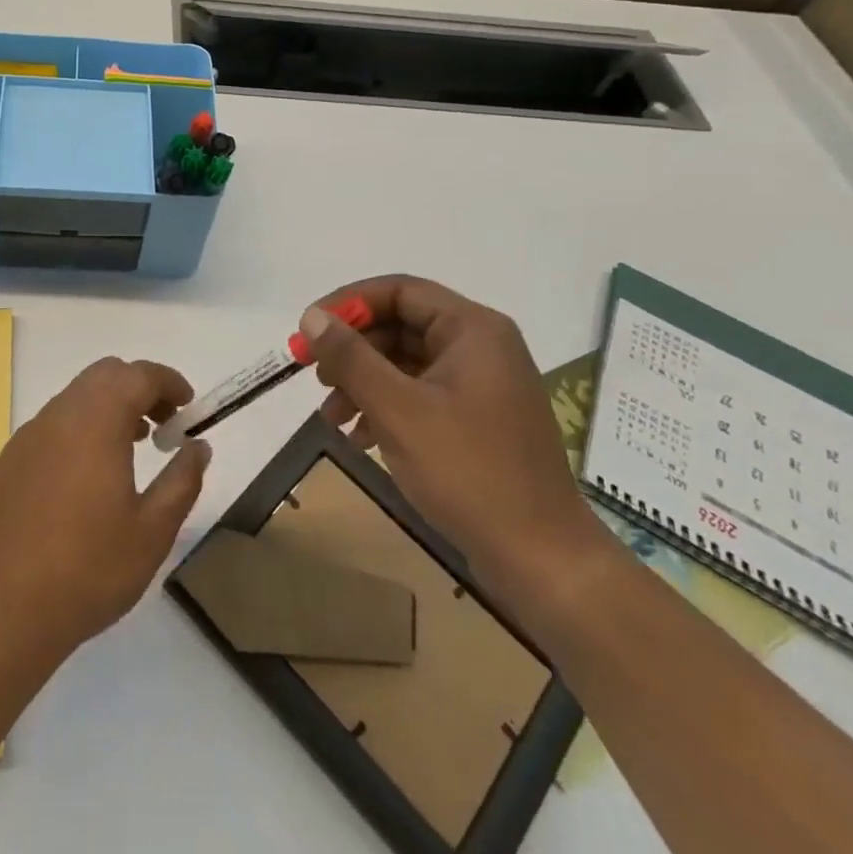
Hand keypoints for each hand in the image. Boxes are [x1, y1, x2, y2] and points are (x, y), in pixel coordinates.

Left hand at [0, 358, 210, 660]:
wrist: (4, 610)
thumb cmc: (89, 570)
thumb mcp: (153, 531)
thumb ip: (182, 480)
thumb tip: (198, 446)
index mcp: (97, 422)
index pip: (139, 375)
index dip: (168, 382)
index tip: (188, 406)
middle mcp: (60, 415)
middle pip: (104, 375)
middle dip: (139, 388)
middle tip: (162, 425)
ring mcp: (28, 436)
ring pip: (75, 397)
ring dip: (108, 407)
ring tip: (129, 449)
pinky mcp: (8, 460)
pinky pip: (51, 426)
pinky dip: (78, 430)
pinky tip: (84, 478)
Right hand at [298, 276, 607, 603]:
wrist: (543, 562)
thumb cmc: (470, 472)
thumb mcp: (398, 409)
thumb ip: (351, 357)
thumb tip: (311, 316)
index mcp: (472, 329)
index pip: (398, 291)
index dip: (348, 304)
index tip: (309, 330)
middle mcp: (480, 347)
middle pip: (400, 325)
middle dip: (352, 350)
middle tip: (313, 375)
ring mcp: (480, 385)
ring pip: (405, 363)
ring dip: (362, 382)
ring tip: (330, 416)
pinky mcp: (476, 420)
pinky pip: (419, 394)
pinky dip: (384, 407)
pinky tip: (358, 437)